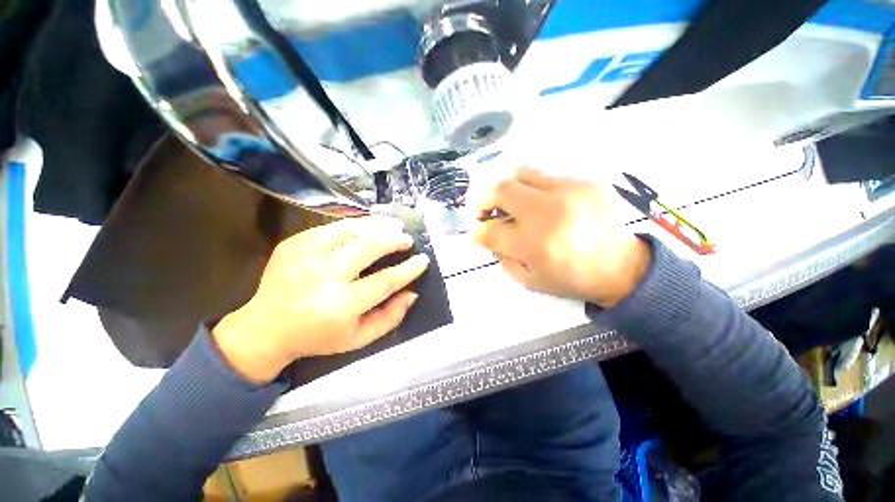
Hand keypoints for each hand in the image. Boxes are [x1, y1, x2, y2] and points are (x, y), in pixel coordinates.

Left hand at [213, 216, 429, 384]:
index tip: (423, 260)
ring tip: (393, 225)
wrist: (265, 328)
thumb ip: (390, 318)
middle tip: (407, 238)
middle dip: (393, 239)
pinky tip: (368, 226)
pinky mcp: (294, 243)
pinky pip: (332, 227)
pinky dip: (355, 224)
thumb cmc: (318, 337)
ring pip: (350, 230)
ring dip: (377, 225)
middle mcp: (323, 278)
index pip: (384, 282)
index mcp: (340, 307)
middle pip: (367, 248)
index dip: (408, 269)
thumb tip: (412, 292)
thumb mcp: (358, 339)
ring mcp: (305, 256)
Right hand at [473, 167, 650, 307]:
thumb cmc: (572, 279)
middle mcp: (549, 212)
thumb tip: (488, 236)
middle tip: (485, 212)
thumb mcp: (529, 280)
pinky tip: (540, 206)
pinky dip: (532, 191)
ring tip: (509, 204)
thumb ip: (502, 257)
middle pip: (500, 190)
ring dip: (506, 190)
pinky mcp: (584, 182)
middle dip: (483, 200)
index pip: (490, 230)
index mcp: (535, 244)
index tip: (476, 233)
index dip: (477, 232)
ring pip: (520, 174)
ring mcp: (568, 191)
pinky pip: (545, 178)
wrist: (623, 267)